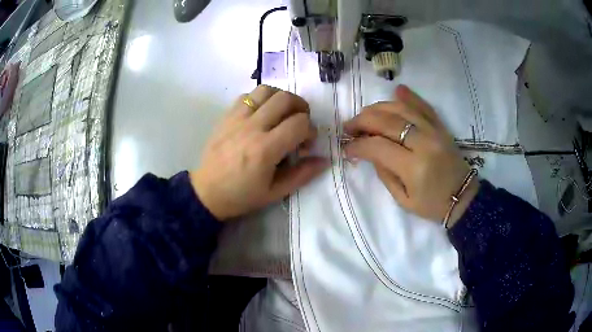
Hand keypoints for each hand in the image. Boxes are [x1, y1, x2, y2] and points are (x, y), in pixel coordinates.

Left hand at [190, 85, 328, 220]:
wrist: (207, 192)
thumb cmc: (241, 195)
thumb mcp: (275, 192)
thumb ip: (302, 174)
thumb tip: (325, 159)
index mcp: (265, 149)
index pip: (299, 123)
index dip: (310, 130)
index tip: (306, 142)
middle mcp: (252, 127)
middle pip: (285, 98)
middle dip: (301, 107)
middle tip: (300, 122)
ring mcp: (237, 118)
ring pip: (266, 90)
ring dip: (280, 98)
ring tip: (282, 113)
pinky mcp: (226, 116)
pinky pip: (247, 95)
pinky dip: (260, 99)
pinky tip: (261, 114)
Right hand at [343, 85, 478, 226]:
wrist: (463, 197)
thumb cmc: (432, 205)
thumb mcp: (403, 200)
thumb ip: (384, 174)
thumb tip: (369, 152)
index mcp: (414, 167)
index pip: (378, 147)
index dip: (358, 145)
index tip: (347, 147)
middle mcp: (424, 143)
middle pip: (386, 121)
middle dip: (362, 121)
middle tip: (349, 127)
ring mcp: (434, 131)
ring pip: (401, 108)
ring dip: (378, 108)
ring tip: (365, 115)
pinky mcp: (440, 127)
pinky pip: (423, 106)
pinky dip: (409, 97)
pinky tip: (396, 91)